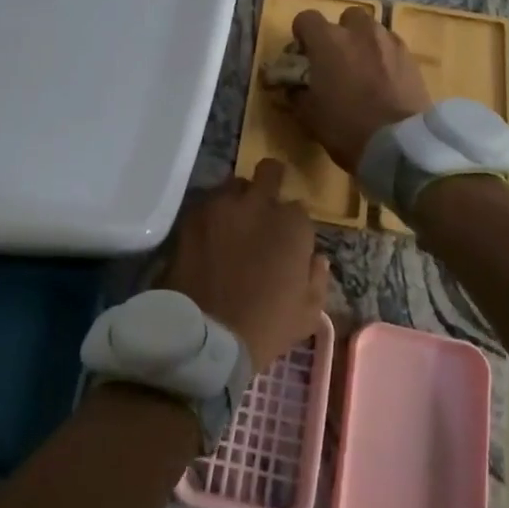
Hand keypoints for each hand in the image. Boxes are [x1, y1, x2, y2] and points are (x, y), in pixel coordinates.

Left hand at [162, 160, 329, 369]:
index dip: (293, 225)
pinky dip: (211, 213)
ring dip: (238, 198)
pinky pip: (206, 202)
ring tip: (233, 222)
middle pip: (269, 172)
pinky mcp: (192, 215)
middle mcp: (259, 204)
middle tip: (263, 205)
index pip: (299, 209)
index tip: (287, 241)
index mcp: (293, 225)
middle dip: (270, 182)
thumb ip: (317, 279)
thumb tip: (317, 259)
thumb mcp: (307, 314)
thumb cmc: (265, 327)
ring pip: (234, 184)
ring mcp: (222, 206)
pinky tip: (209, 234)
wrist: (205, 335)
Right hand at [288, 8, 433, 170]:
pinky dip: (385, 57)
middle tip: (336, 61)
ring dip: (364, 43)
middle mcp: (359, 32)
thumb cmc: (346, 128)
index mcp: (328, 41)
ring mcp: (389, 42)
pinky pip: (392, 47)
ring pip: (372, 30)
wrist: (399, 145)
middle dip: (340, 33)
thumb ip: (297, 93)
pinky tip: (385, 81)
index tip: (303, 55)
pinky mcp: (411, 58)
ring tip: (364, 70)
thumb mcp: (309, 115)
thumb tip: (294, 86)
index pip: (306, 18)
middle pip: (346, 17)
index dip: (302, 34)